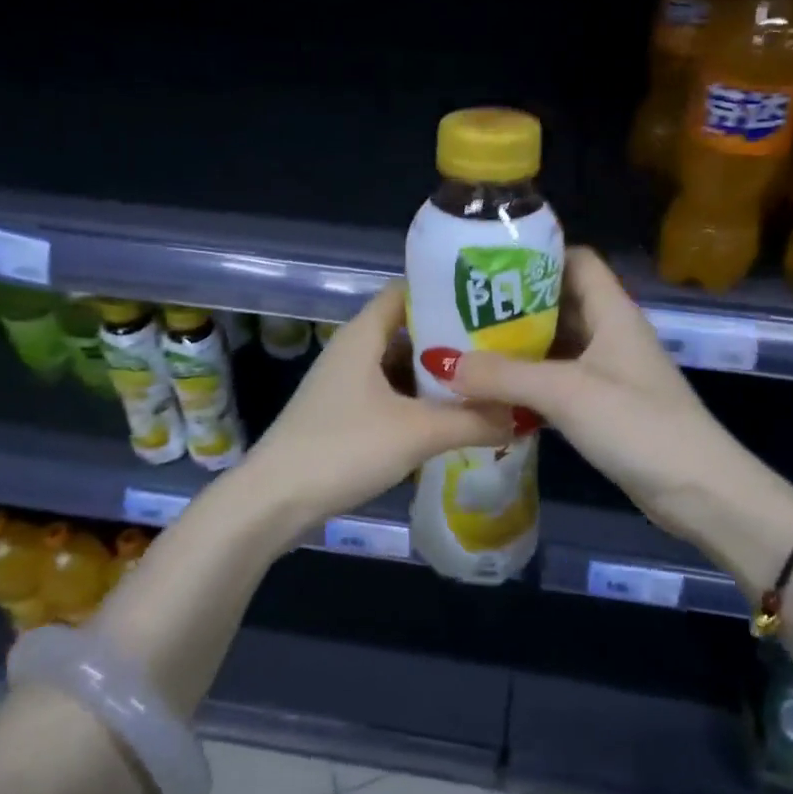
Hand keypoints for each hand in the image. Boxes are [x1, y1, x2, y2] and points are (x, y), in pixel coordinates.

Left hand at [237, 283, 514, 533]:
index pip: (406, 291)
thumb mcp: (417, 432)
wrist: (273, 502)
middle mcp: (353, 351)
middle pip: (407, 330)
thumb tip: (519, 414)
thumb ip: (472, 421)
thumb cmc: (342, 449)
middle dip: (451, 339)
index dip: (445, 292)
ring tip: (484, 381)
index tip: (488, 302)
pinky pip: (389, 395)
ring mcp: (346, 384)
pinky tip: (450, 417)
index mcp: (363, 335)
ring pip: (399, 367)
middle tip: (498, 347)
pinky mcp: (343, 415)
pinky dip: (418, 402)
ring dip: (436, 375)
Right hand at [447, 249, 792, 565]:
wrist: (699, 491)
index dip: (536, 256)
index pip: (575, 260)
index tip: (487, 266)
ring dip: (518, 347)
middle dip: (513, 306)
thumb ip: (505, 376)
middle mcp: (610, 333)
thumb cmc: (638, 425)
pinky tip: (495, 392)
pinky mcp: (605, 406)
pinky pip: (559, 381)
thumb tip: (444, 363)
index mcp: (612, 311)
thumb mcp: (566, 393)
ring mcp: (609, 371)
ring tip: (467, 348)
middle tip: (461, 310)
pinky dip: (529, 382)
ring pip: (557, 345)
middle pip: (559, 302)